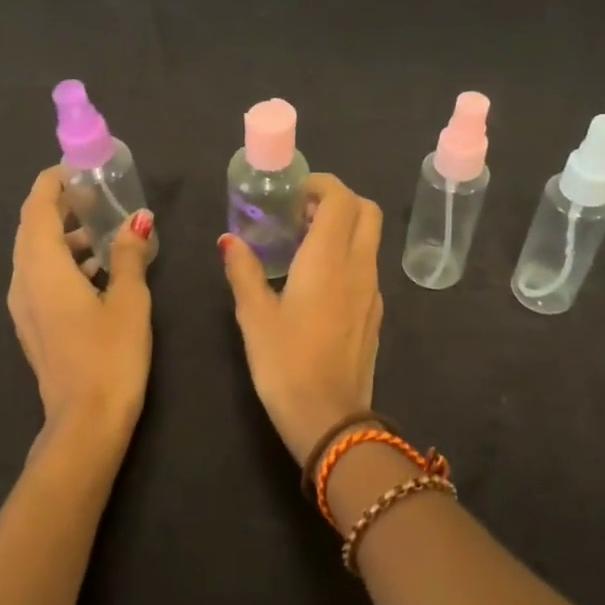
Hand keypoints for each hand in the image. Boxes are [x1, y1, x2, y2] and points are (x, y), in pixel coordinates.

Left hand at [7, 167, 154, 453]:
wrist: (85, 421)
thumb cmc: (110, 354)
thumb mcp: (128, 298)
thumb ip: (127, 254)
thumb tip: (137, 219)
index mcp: (42, 266)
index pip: (38, 206)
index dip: (54, 181)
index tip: (81, 168)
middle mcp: (23, 279)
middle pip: (33, 227)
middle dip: (61, 205)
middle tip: (98, 193)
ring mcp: (23, 305)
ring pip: (36, 253)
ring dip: (64, 234)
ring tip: (104, 228)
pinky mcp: (32, 324)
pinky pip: (41, 277)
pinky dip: (64, 261)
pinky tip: (98, 269)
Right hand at [219, 173, 383, 462]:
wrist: (330, 420)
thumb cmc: (286, 364)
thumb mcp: (255, 316)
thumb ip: (243, 271)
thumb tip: (229, 240)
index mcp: (329, 259)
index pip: (342, 198)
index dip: (321, 185)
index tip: (293, 193)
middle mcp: (359, 267)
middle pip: (366, 211)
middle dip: (338, 200)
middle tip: (301, 212)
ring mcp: (373, 291)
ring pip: (370, 239)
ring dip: (343, 228)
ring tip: (304, 244)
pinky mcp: (375, 314)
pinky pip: (367, 267)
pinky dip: (348, 255)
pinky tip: (317, 281)